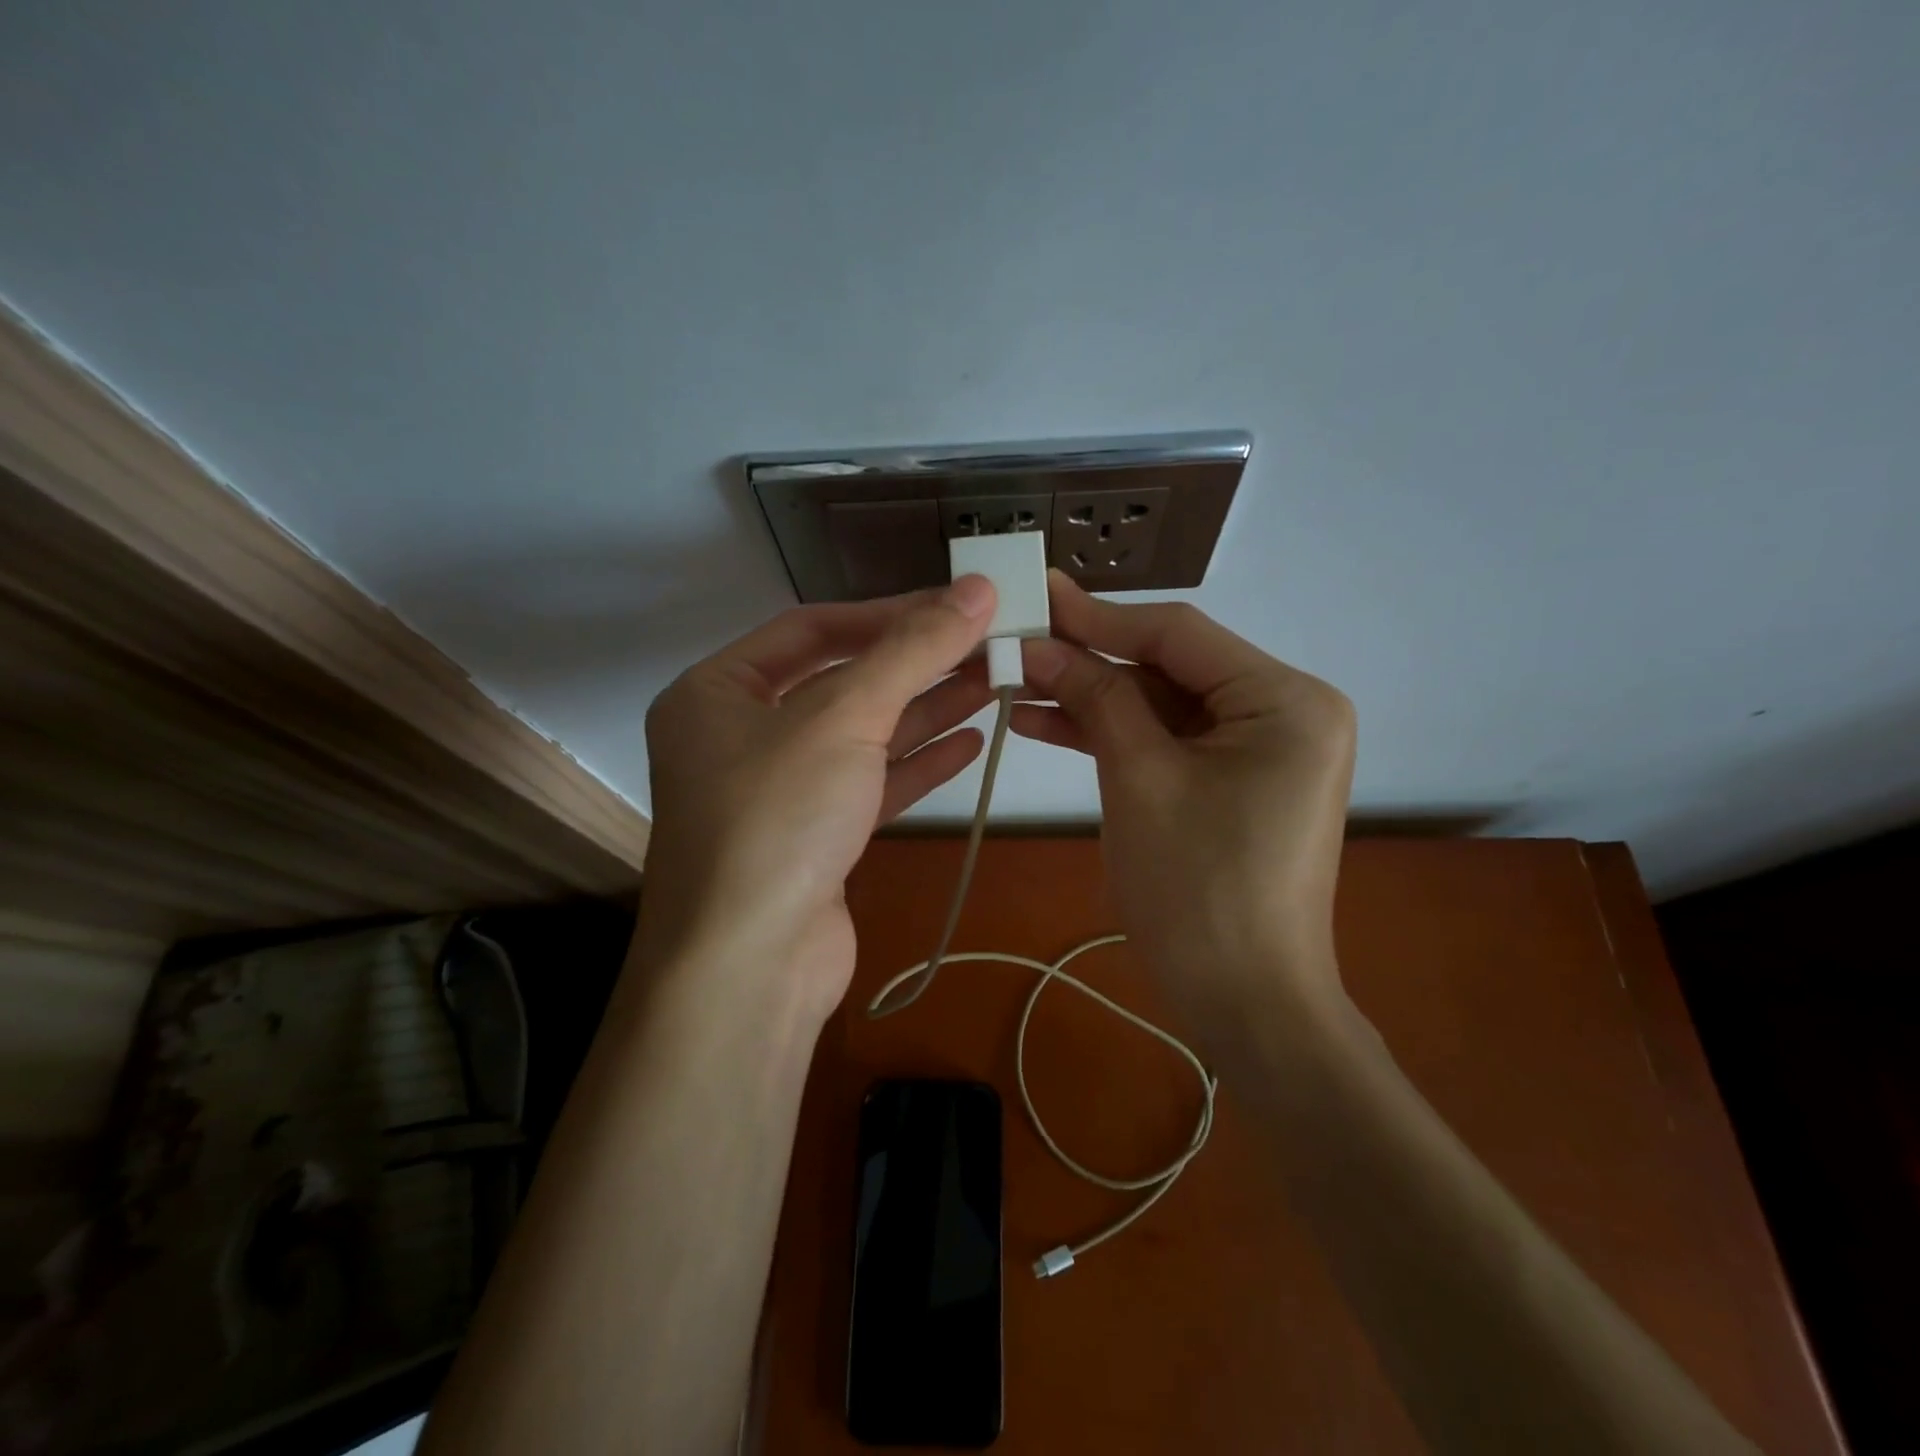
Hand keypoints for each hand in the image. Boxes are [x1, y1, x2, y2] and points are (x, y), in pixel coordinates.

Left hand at [637, 578, 997, 1021]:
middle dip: (913, 663)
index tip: (953, 605)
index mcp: (716, 693)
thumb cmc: (777, 819)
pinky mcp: (814, 839)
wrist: (750, 968)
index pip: (811, 629)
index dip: (885, 613)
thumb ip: (912, 650)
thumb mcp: (844, 717)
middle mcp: (740, 737)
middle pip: (840, 681)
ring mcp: (777, 792)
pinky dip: (917, 763)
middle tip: (984, 642)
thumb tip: (977, 587)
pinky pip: (870, 784)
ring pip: (861, 736)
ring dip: (925, 709)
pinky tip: (970, 741)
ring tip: (992, 681)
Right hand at [1015, 572, 1355, 1012]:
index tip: (1035, 592)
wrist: (1245, 1005)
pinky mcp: (1234, 780)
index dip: (1099, 614)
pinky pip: (1168, 741)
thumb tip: (1040, 643)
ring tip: (1016, 682)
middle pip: (1170, 666)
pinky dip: (1114, 735)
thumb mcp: (1139, 779)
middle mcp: (1285, 710)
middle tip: (1016, 640)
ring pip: (1161, 704)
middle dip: (1089, 659)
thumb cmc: (1198, 891)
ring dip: (1092, 698)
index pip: (1178, 633)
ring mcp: (1260, 748)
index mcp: (1286, 699)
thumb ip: (1096, 698)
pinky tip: (1046, 721)